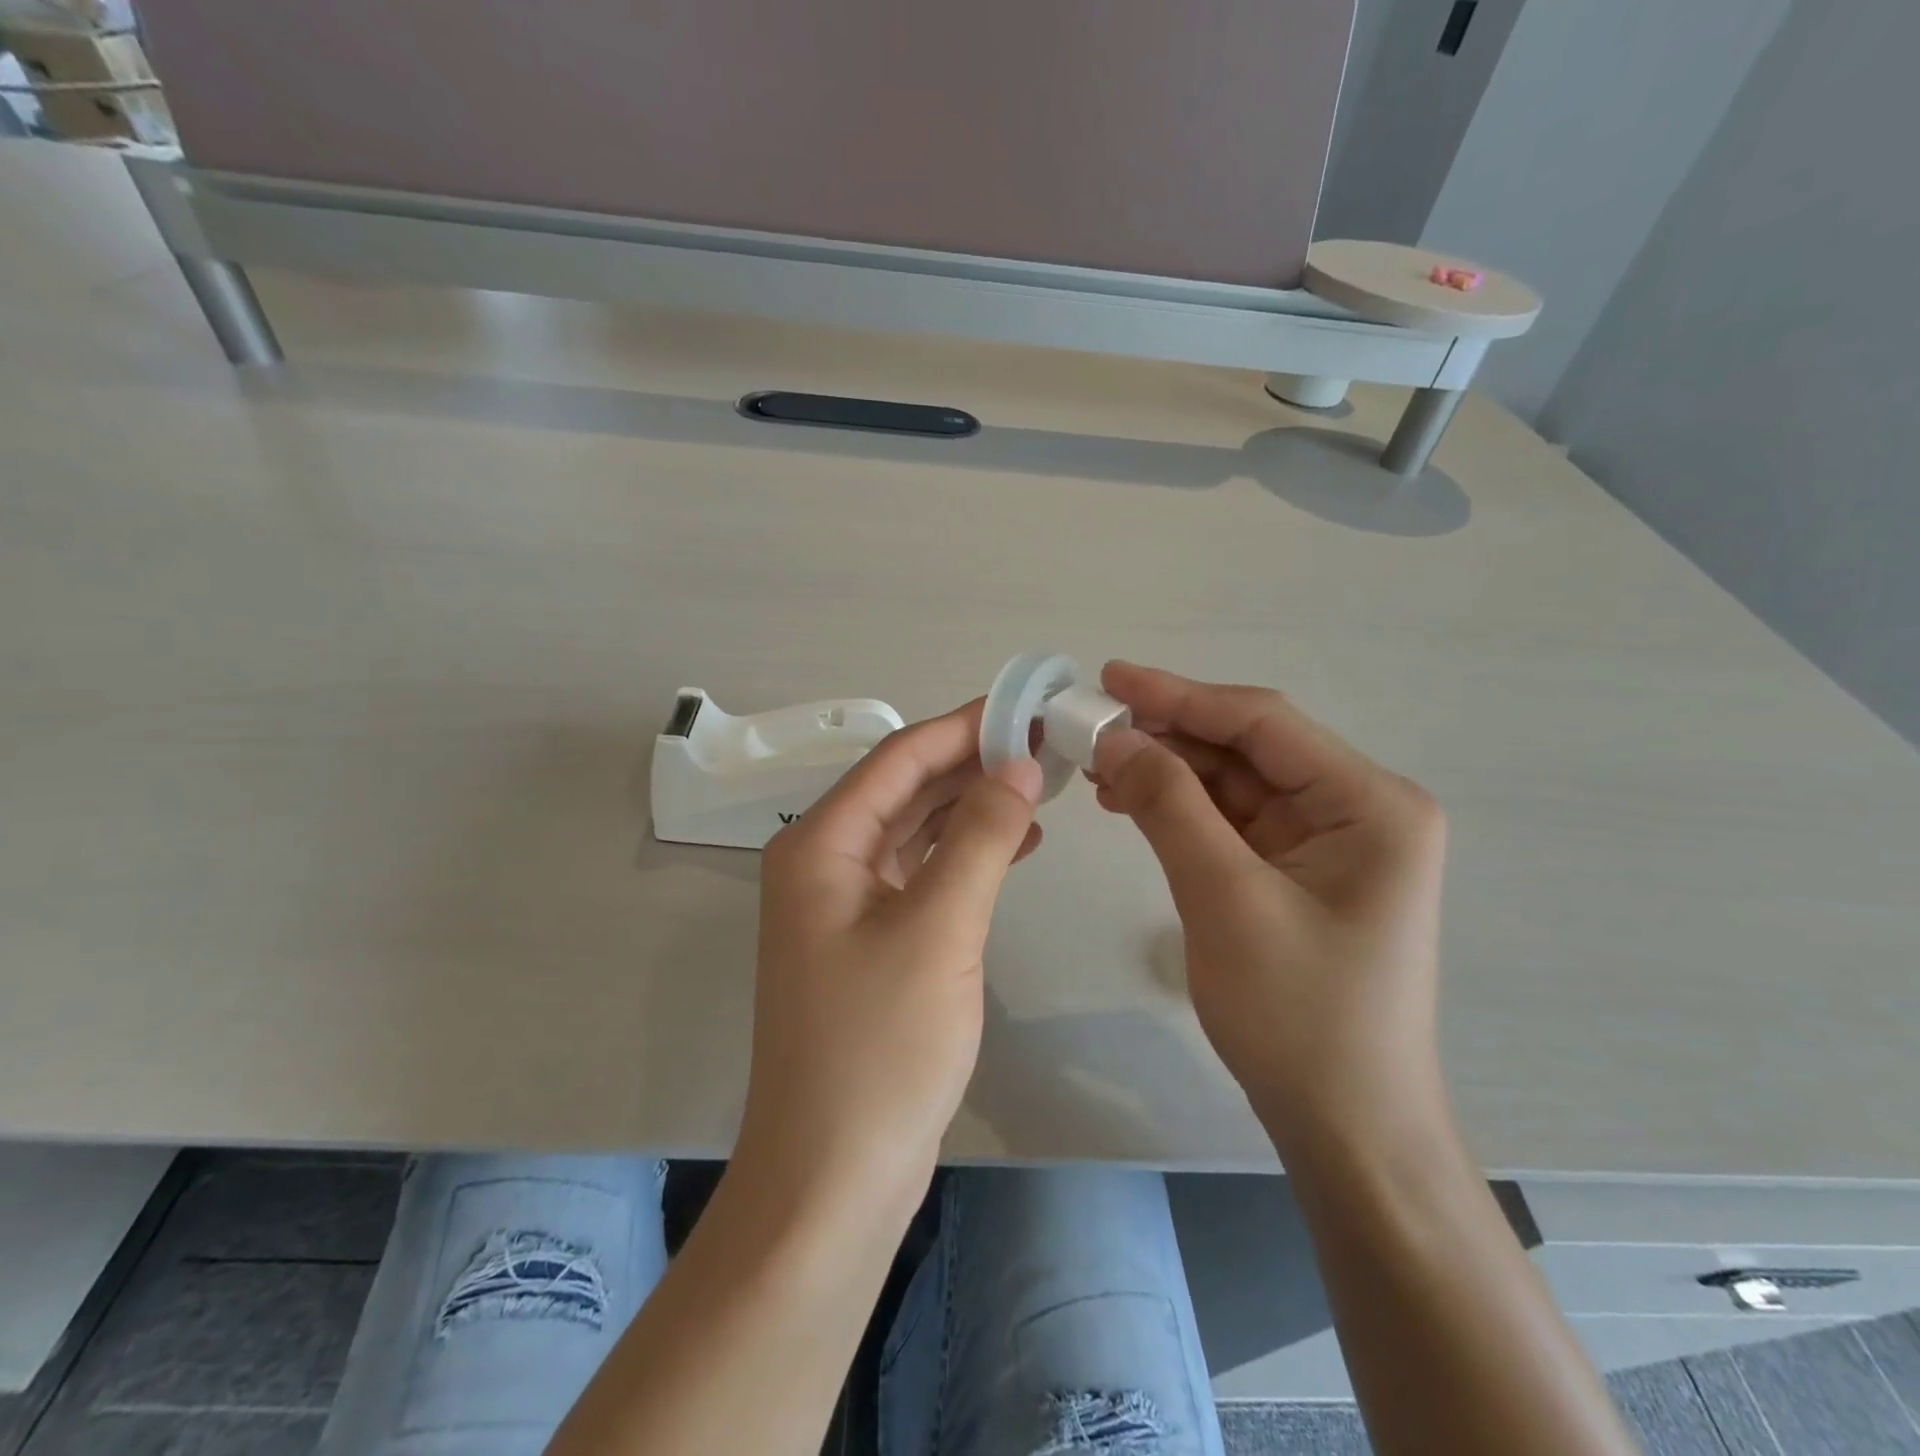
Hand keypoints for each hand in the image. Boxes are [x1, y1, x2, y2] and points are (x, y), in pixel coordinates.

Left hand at [738, 701, 1042, 1211]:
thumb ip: (981, 836)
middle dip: (972, 763)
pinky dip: (967, 855)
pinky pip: (922, 874)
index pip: (899, 758)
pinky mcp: (871, 941)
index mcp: (820, 844)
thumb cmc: (880, 1046)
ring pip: (916, 831)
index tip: (1025, 706)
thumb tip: (1016, 763)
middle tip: (1044, 743)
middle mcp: (824, 862)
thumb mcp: (940, 928)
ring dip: (973, 807)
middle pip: (905, 789)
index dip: (962, 727)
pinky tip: (1017, 845)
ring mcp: (845, 904)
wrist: (834, 1176)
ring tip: (1040, 785)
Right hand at [1092, 662, 1448, 1156]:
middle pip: (1248, 749)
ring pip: (1234, 783)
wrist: (1347, 1128)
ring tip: (1099, 768)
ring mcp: (1329, 842)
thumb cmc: (1298, 1015)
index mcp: (1369, 803)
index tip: (1108, 677)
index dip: (1180, 695)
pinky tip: (1132, 803)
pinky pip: (1233, 821)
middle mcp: (1358, 809)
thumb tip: (1116, 739)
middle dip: (1168, 736)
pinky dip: (1181, 809)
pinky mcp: (1300, 871)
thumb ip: (1169, 806)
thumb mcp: (1224, 899)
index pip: (1262, 723)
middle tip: (1089, 729)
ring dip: (1168, 772)